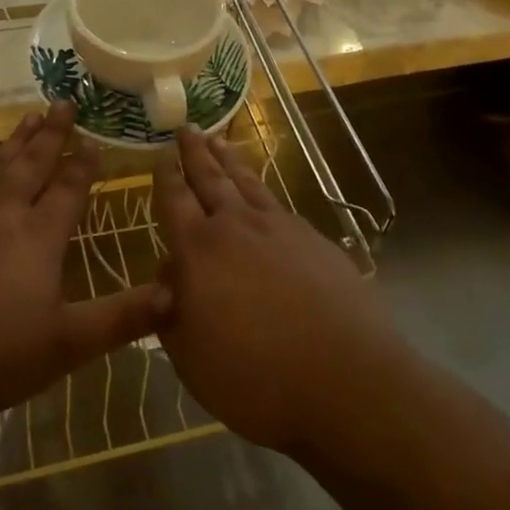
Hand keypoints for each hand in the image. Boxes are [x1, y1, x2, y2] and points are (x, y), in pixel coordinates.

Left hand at [0, 102, 165, 420]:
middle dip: (54, 131)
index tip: (94, 139)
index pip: (69, 187)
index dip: (83, 163)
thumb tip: (175, 293)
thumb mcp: (63, 346)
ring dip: (19, 137)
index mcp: (39, 235)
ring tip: (32, 115)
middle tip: (65, 102)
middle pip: (34, 160)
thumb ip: (119, 319)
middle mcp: (4, 207)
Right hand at [152, 128, 397, 455]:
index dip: (166, 177)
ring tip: (218, 140)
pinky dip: (262, 187)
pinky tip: (261, 191)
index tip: (161, 156)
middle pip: (210, 178)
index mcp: (199, 250)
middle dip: (195, 152)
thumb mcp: (191, 357)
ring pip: (246, 182)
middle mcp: (236, 226)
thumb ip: (171, 311)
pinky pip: (277, 202)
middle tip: (187, 128)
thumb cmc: (257, 379)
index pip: (175, 200)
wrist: (348, 381)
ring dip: (228, 160)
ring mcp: (279, 228)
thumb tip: (169, 275)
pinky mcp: (314, 240)